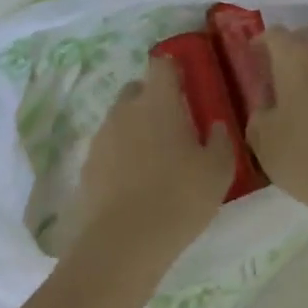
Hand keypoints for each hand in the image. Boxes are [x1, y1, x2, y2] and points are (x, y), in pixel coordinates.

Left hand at [71, 54, 234, 264]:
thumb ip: (220, 140)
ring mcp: (102, 137)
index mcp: (158, 102)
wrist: (123, 243)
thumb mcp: (217, 171)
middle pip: (137, 89)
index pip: (161, 64)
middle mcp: (125, 110)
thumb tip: (215, 125)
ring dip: (136, 129)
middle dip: (152, 99)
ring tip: (155, 159)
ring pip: (121, 120)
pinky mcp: (87, 166)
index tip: (186, 83)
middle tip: (174, 125)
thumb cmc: (178, 197)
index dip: (173, 69)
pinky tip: (135, 183)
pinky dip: (120, 157)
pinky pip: (108, 149)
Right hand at [246, 28, 307, 218]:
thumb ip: (258, 111)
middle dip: (285, 52)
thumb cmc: (304, 156)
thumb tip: (267, 102)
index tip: (251, 63)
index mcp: (295, 58)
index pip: (274, 34)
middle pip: (302, 39)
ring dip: (307, 69)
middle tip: (271, 79)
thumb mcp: (261, 137)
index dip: (259, 45)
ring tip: (296, 98)